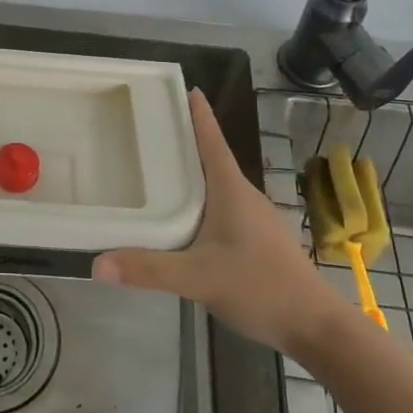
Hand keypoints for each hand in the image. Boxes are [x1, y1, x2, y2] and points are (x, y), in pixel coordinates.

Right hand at [94, 89, 331, 354]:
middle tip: (151, 128)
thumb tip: (97, 263)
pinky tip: (185, 218)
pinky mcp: (258, 239)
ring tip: (160, 170)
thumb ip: (150, 270)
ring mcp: (255, 218)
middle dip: (185, 141)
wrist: (315, 326)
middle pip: (211, 158)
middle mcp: (244, 195)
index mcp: (231, 189)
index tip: (186, 87)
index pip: (212, 140)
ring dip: (192, 173)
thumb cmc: (260, 286)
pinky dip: (201, 201)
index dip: (198, 114)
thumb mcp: (199, 278)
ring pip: (217, 185)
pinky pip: (223, 207)